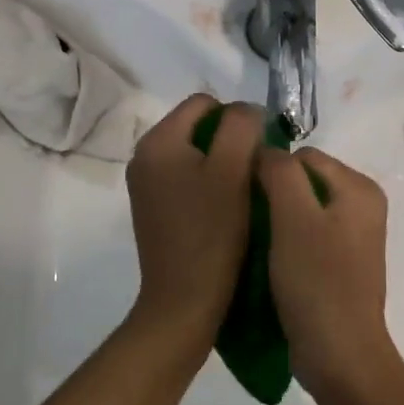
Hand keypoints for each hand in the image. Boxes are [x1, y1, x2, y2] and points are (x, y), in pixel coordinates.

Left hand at [125, 95, 262, 347]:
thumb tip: (246, 112)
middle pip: (199, 127)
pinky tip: (226, 212)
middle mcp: (144, 157)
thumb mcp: (233, 170)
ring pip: (196, 155)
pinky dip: (210, 187)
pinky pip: (188, 180)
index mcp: (158, 141)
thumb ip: (241, 127)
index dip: (239, 119)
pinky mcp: (155, 210)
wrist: (184, 302)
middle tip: (255, 174)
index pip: (205, 102)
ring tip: (244, 195)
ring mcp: (146, 186)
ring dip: (224, 166)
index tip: (259, 152)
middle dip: (231, 143)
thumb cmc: (212, 233)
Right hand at [257, 146, 403, 404]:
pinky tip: (268, 261)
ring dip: (275, 221)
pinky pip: (306, 235)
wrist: (340, 355)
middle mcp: (362, 205)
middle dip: (272, 196)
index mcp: (359, 187)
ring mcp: (353, 236)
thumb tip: (265, 151)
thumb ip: (280, 172)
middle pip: (303, 180)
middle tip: (246, 224)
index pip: (302, 155)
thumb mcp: (293, 218)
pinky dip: (285, 242)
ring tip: (253, 243)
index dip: (269, 171)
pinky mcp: (340, 263)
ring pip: (301, 209)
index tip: (244, 200)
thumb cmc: (317, 282)